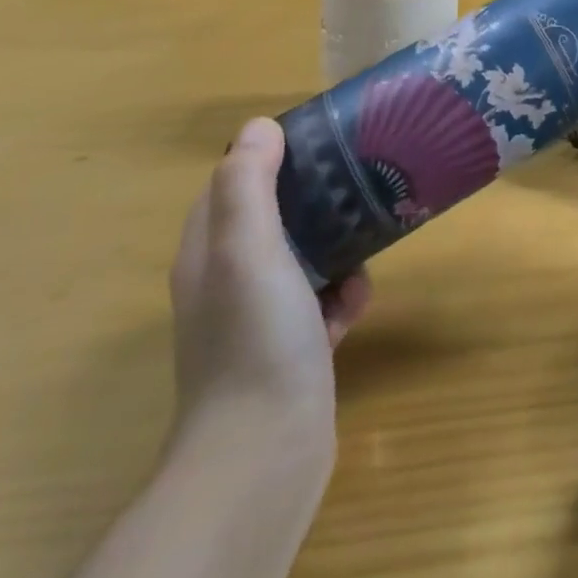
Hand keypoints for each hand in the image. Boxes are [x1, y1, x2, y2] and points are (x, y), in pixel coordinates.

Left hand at [169, 117, 370, 469]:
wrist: (265, 452)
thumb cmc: (254, 337)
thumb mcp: (247, 250)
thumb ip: (248, 186)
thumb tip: (259, 126)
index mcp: (208, 253)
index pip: (231, 183)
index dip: (268, 154)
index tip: (318, 135)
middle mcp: (229, 281)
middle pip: (273, 217)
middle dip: (313, 195)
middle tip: (357, 175)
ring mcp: (261, 318)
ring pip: (304, 257)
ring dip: (336, 243)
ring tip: (369, 230)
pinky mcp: (293, 347)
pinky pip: (323, 300)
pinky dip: (343, 292)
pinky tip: (358, 298)